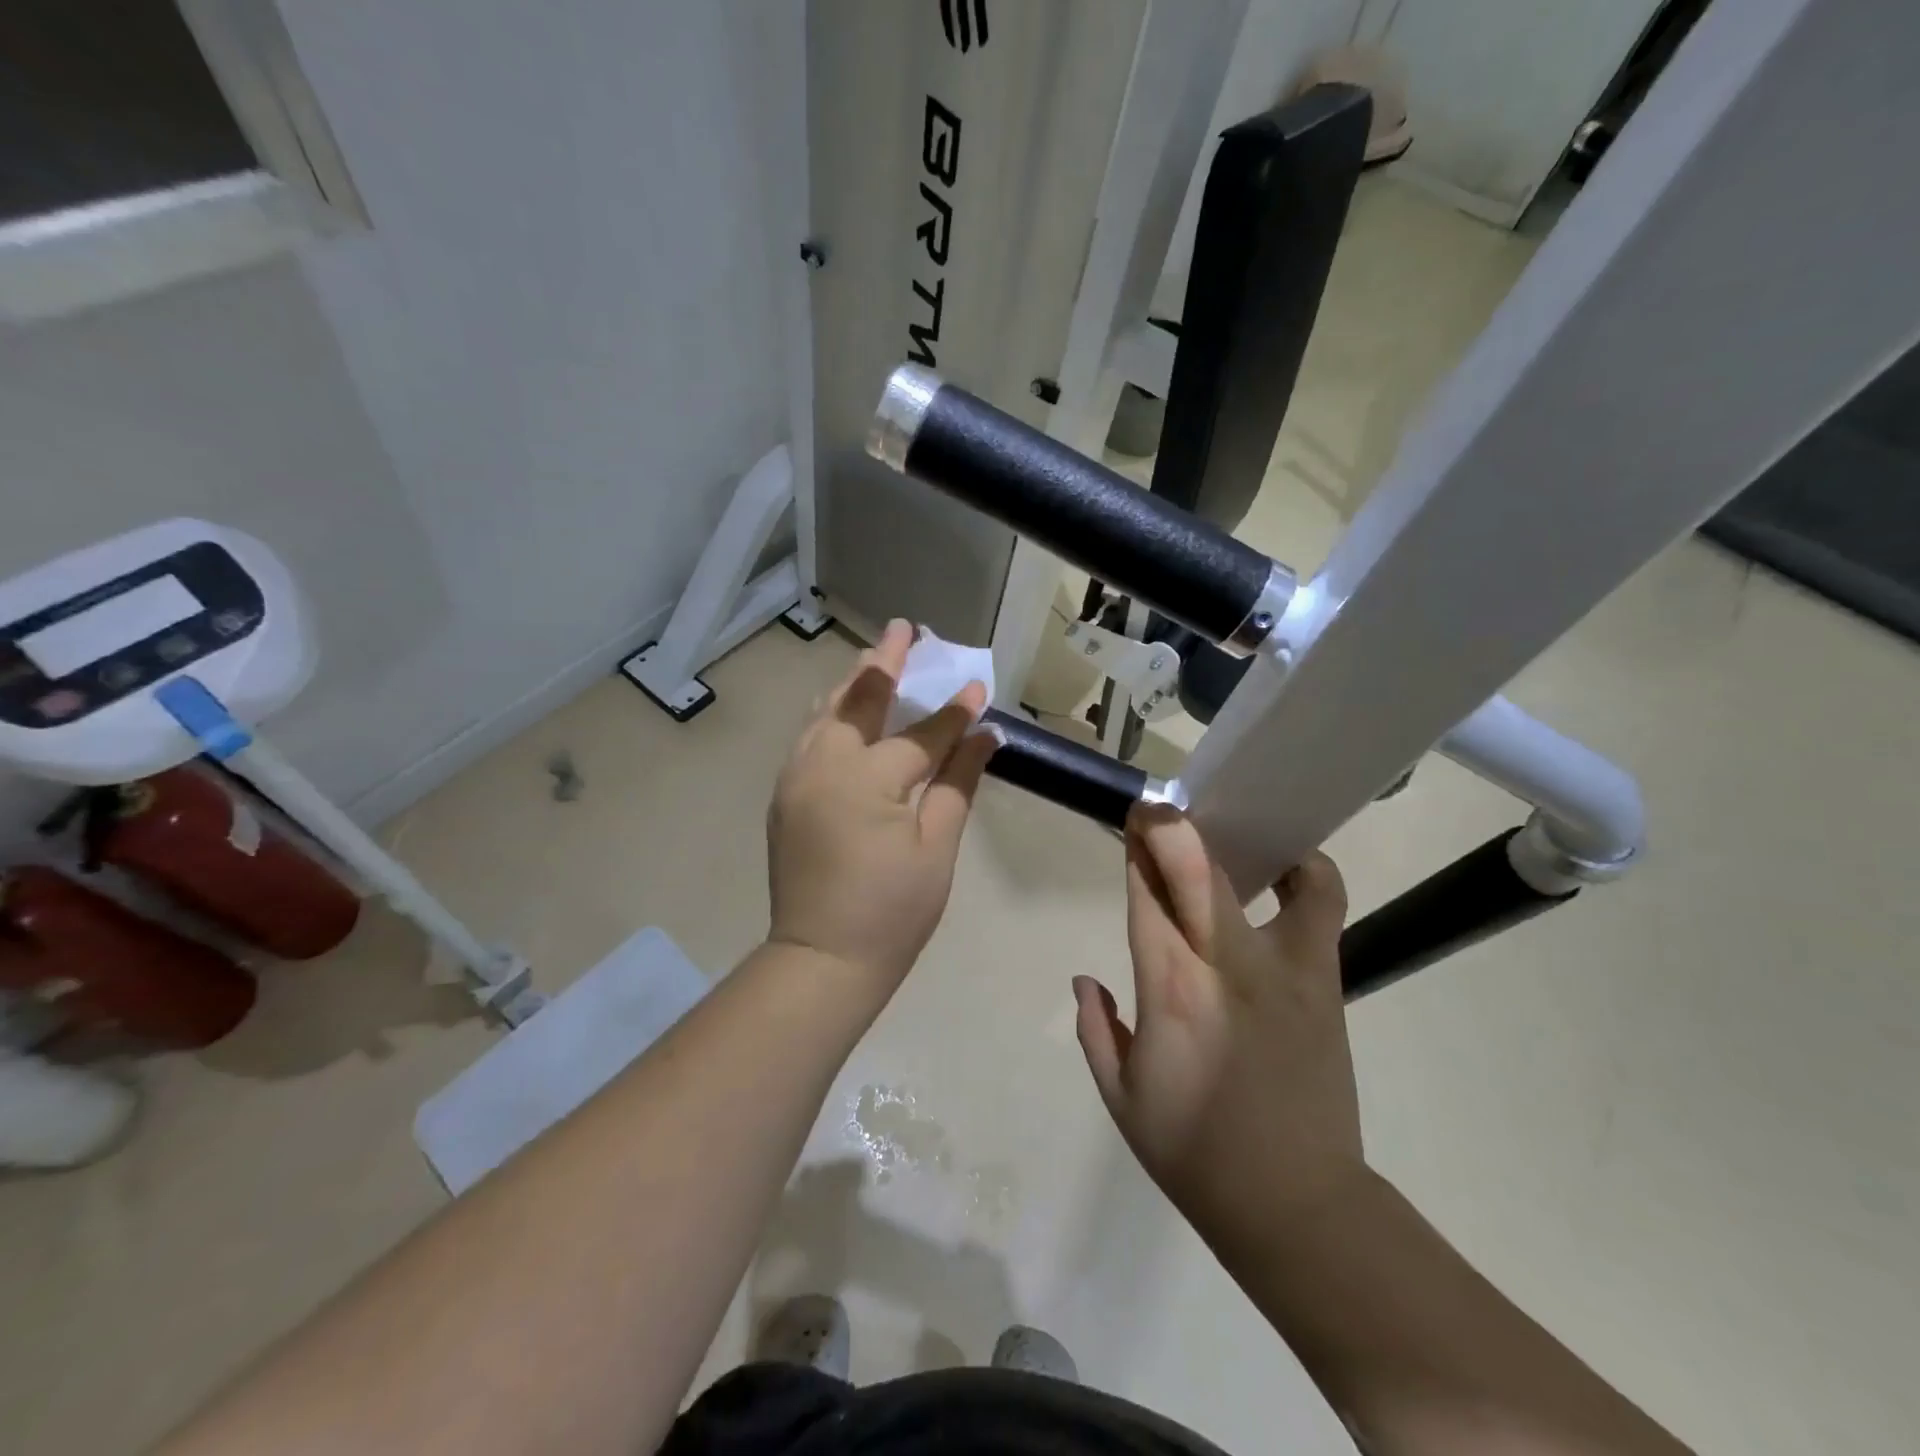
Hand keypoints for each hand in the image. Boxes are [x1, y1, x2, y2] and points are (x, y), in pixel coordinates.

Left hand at [766, 619, 995, 1003]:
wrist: (821, 960)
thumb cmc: (892, 911)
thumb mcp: (937, 848)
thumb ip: (958, 783)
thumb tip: (984, 736)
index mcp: (868, 778)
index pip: (922, 733)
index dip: (954, 711)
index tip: (978, 685)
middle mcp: (825, 763)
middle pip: (859, 699)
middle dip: (886, 662)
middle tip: (904, 629)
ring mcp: (797, 776)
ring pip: (826, 712)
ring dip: (853, 682)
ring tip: (874, 658)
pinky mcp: (785, 794)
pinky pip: (809, 736)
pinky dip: (831, 713)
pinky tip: (845, 708)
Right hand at [1074, 806, 1363, 1244]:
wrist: (1295, 1203)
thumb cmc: (1194, 1153)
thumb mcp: (1122, 1099)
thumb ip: (1095, 1030)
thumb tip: (1085, 979)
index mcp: (1168, 991)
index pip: (1145, 898)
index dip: (1136, 854)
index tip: (1130, 823)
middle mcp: (1222, 964)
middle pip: (1192, 870)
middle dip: (1168, 828)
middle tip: (1153, 806)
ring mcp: (1281, 968)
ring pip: (1249, 878)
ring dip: (1225, 843)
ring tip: (1215, 831)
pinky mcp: (1321, 979)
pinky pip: (1321, 905)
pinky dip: (1306, 873)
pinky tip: (1284, 865)